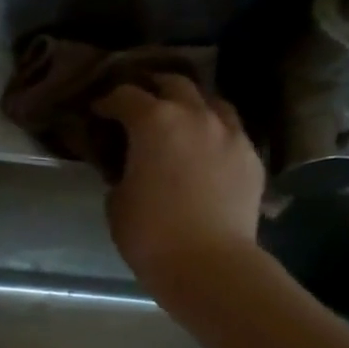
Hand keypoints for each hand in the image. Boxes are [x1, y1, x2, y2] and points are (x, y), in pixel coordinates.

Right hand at [93, 77, 264, 307]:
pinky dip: (213, 131)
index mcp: (154, 122)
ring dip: (190, 103)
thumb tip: (129, 166)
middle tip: (137, 103)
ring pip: (211, 100)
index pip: (125, 96)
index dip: (107, 101)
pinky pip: (230, 130)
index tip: (97, 111)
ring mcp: (230, 134)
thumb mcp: (117, 200)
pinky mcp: (251, 157)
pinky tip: (204, 148)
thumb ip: (121, 171)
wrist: (208, 263)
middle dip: (152, 88)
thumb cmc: (149, 233)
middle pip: (174, 84)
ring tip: (177, 119)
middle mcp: (196, 116)